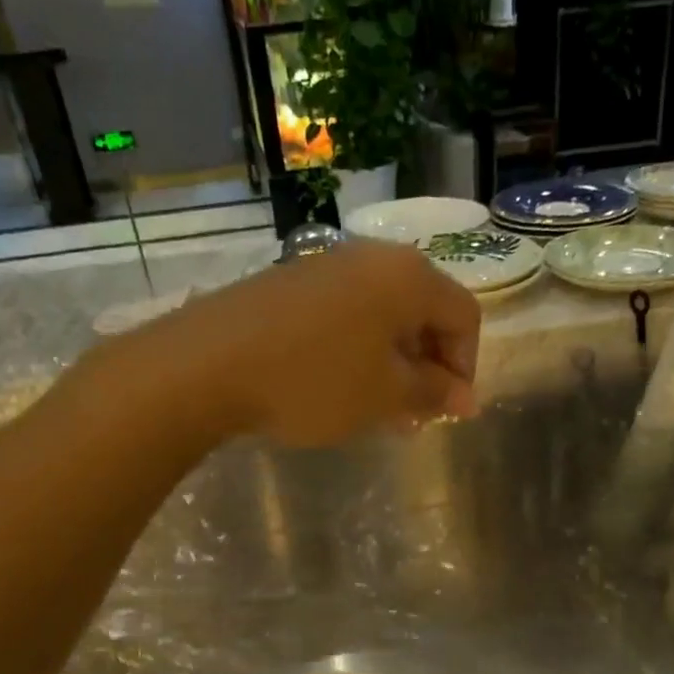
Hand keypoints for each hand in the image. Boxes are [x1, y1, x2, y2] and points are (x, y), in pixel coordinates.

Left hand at [169, 240, 480, 446]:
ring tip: (378, 409)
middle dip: (428, 367)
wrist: (207, 364)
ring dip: (392, 363)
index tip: (447, 411)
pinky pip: (346, 314)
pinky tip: (338, 386)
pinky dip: (357, 350)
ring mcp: (327, 265)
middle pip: (424, 311)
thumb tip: (466, 399)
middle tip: (414, 415)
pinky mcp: (291, 282)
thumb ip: (434, 394)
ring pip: (383, 316)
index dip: (466, 366)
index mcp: (408, 277)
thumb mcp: (384, 396)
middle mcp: (373, 258)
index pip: (465, 316)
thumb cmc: (314, 380)